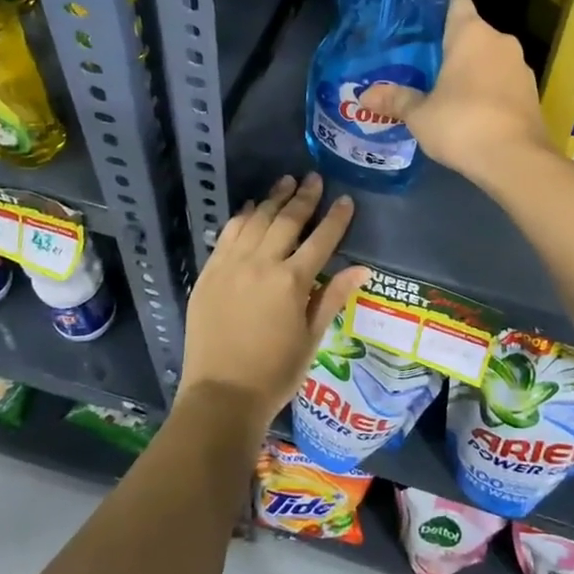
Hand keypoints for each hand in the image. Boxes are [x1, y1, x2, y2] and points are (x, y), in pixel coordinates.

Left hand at [181, 174, 368, 429]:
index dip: (336, 218)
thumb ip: (333, 297)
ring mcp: (231, 264)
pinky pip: (228, 233)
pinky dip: (243, 216)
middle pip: (287, 220)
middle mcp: (262, 263)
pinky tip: (251, 207)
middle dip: (304, 196)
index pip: (321, 239)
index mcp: (292, 281)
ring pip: (256, 219)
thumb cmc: (275, 372)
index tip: (346, 200)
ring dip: (273, 198)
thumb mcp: (312, 338)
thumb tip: (363, 268)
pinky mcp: (210, 271)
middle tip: (314, 178)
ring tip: (286, 182)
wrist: (221, 394)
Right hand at [361, 0, 552, 187]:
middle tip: (424, 64)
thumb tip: (364, 97)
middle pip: (472, 32)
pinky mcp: (532, 93)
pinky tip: (471, 111)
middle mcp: (501, 41)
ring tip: (446, 90)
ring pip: (490, 58)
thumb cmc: (461, 124)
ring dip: (472, 70)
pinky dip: (489, 90)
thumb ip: (396, 100)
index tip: (421, 19)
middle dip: (451, 46)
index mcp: (471, 33)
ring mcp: (521, 67)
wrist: (516, 160)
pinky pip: (503, 82)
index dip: (439, 5)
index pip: (456, 1)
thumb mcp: (420, 115)